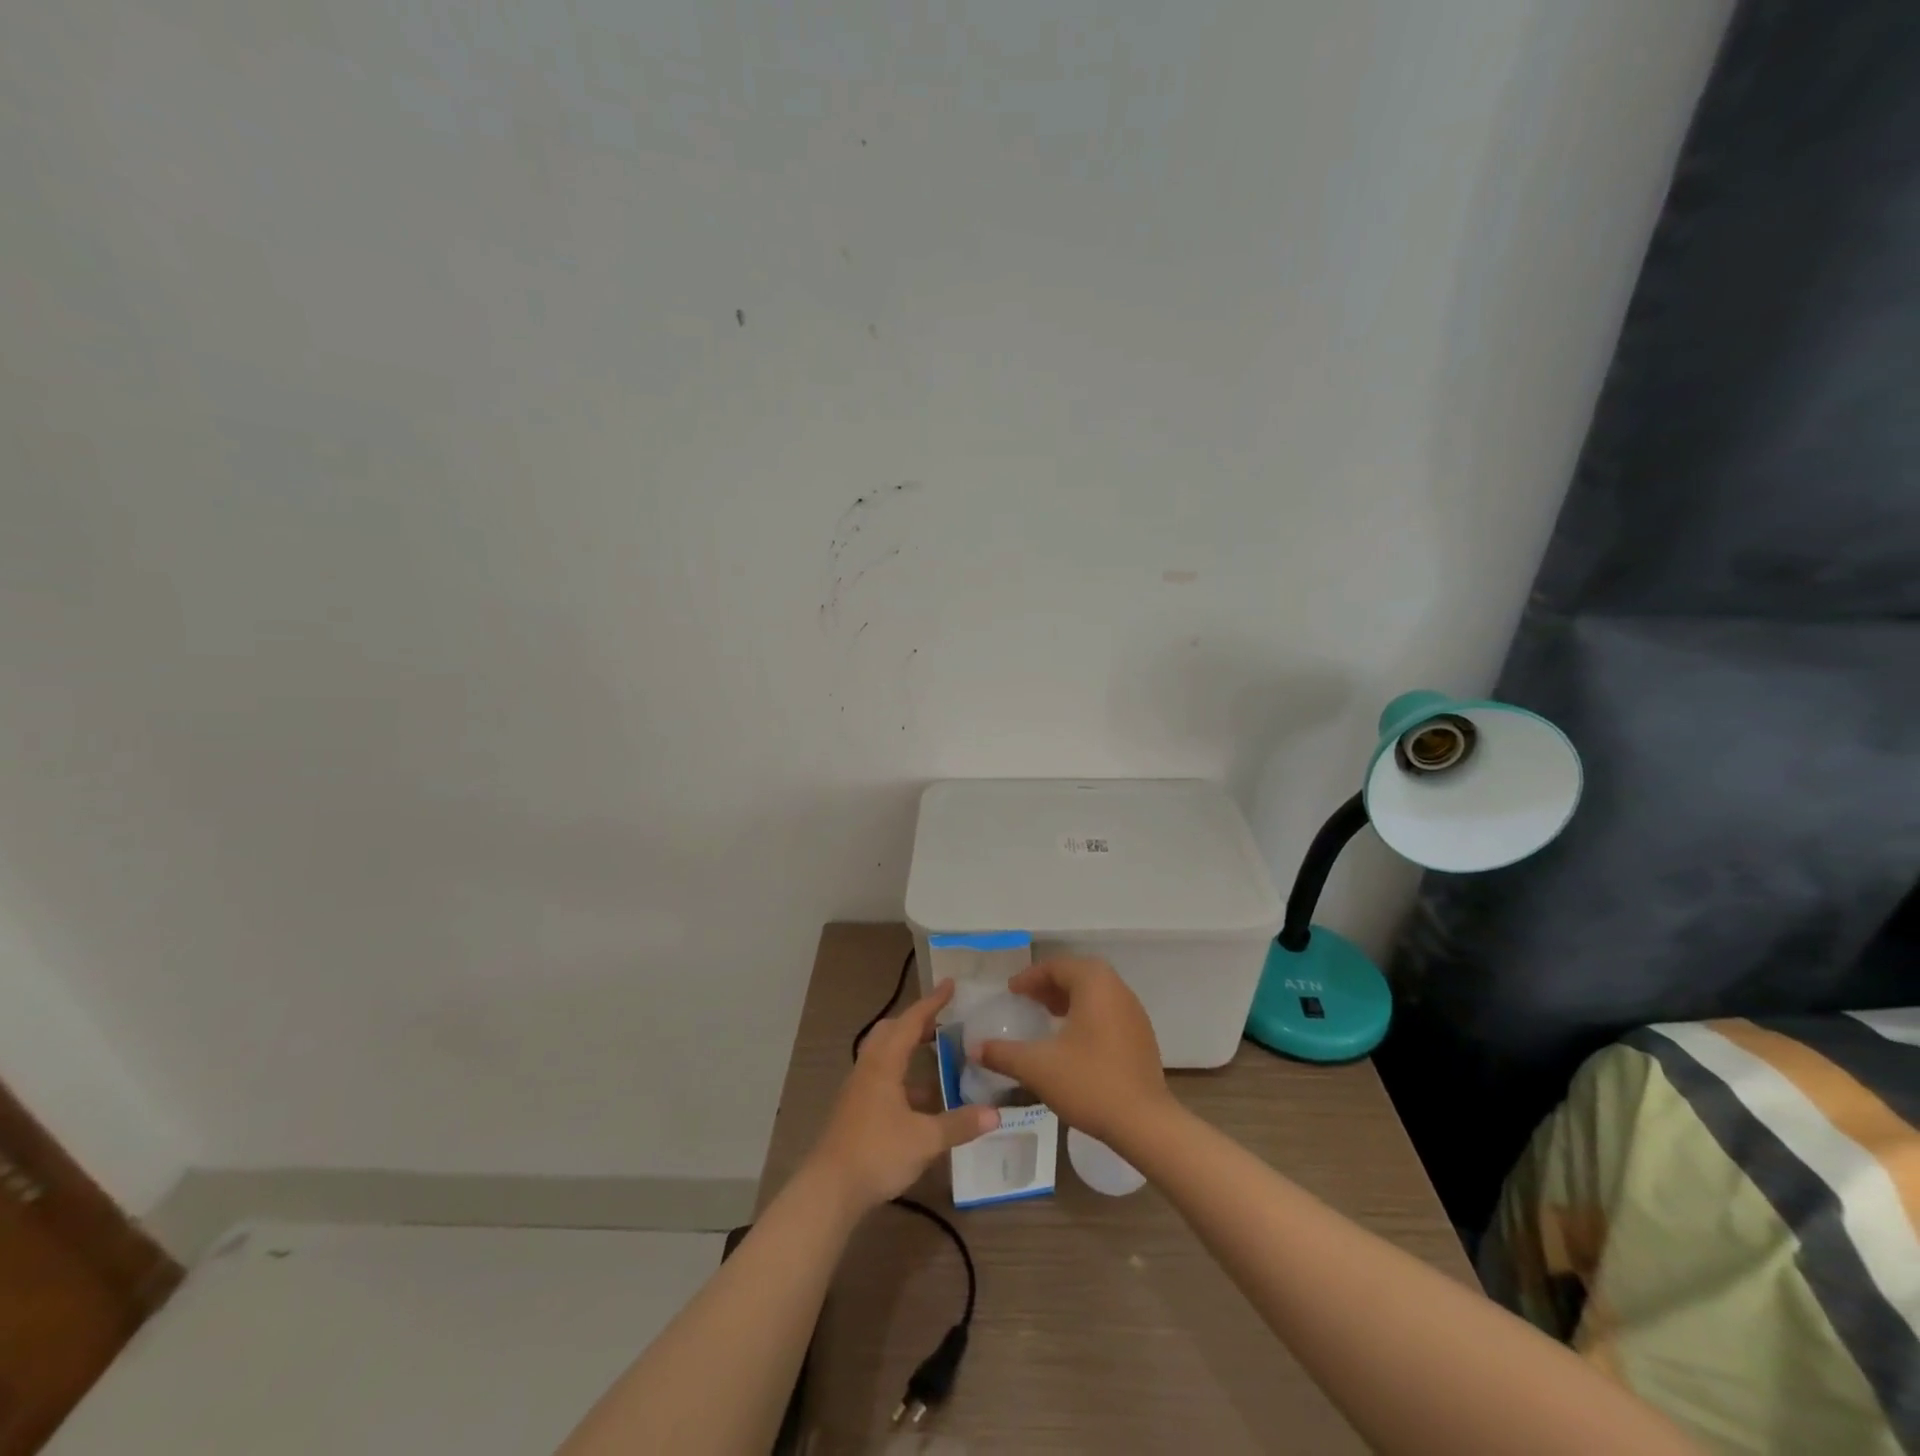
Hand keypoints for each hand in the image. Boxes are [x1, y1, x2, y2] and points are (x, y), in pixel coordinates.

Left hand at [805, 979, 998, 1213]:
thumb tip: (995, 1114)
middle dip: (916, 1022)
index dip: (932, 1002)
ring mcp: (858, 1089)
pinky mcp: (855, 1110)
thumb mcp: (925, 1139)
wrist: (829, 1189)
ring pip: (884, 1055)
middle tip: (942, 1021)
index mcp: (884, 1063)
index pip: (911, 1021)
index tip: (950, 984)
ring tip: (937, 1057)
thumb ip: (959, 1124)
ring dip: (908, 1050)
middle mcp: (869, 1068)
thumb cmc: (877, 1152)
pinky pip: (881, 1077)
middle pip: (891, 1031)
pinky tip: (921, 1100)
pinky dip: (903, 1076)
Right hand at [976, 957, 1172, 1144]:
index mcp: (1094, 983)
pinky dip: (1086, 1014)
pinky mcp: (1141, 1035)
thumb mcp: (1037, 1067)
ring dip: (1068, 999)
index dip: (1029, 977)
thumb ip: (1003, 1054)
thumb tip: (975, 1048)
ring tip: (1046, 1018)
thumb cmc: (1089, 1083)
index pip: (1056, 966)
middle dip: (1049, 985)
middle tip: (1026, 1001)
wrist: (1145, 1123)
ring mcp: (1134, 1011)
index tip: (1011, 992)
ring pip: (1095, 992)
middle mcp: (1117, 988)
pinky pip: (1108, 1011)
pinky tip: (1072, 1041)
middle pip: (1077, 974)